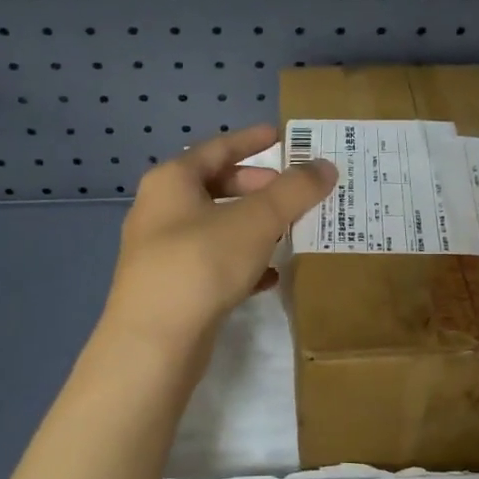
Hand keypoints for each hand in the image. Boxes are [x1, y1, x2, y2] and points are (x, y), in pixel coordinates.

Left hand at [103, 125, 337, 354]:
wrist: (153, 343)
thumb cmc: (201, 263)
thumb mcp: (256, 220)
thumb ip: (294, 190)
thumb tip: (324, 166)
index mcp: (171, 181)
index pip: (216, 148)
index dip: (250, 140)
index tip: (279, 135)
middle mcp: (159, 211)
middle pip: (214, 187)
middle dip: (255, 187)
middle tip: (289, 192)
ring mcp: (161, 252)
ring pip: (215, 227)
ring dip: (251, 226)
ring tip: (286, 231)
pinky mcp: (170, 288)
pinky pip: (211, 263)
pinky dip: (241, 262)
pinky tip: (269, 277)